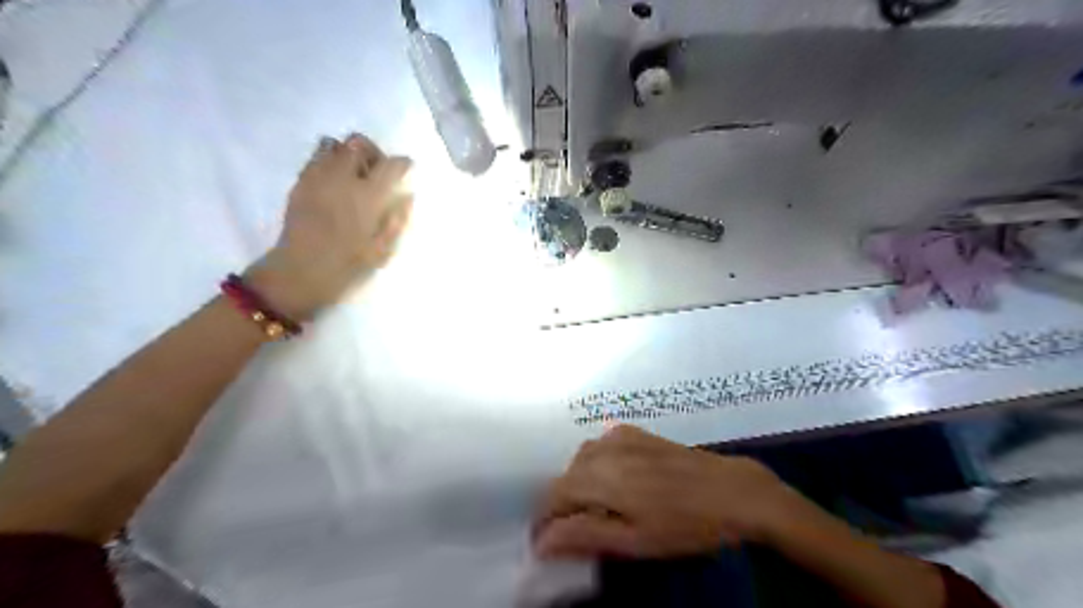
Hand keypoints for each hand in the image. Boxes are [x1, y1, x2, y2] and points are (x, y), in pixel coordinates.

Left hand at [246, 132, 414, 321]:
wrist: (300, 272)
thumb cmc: (348, 266)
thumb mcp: (383, 250)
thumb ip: (397, 220)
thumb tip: (407, 196)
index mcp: (368, 197)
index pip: (391, 165)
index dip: (402, 164)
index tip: (406, 169)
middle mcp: (343, 178)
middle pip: (359, 143)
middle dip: (372, 152)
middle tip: (377, 171)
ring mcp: (318, 177)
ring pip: (334, 144)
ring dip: (348, 153)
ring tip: (353, 174)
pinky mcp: (300, 182)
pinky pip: (315, 157)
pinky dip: (328, 160)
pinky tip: (334, 181)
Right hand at [533, 425, 792, 557]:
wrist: (731, 490)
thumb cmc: (684, 524)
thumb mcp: (635, 541)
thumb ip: (585, 536)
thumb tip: (542, 541)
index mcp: (600, 477)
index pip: (553, 496)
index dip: (545, 521)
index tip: (546, 543)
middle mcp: (604, 449)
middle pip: (565, 476)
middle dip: (562, 504)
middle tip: (575, 531)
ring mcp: (621, 436)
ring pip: (581, 458)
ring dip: (578, 482)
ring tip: (595, 507)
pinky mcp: (636, 432)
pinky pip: (600, 444)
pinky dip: (595, 463)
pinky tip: (614, 478)